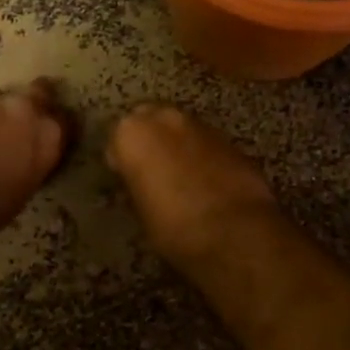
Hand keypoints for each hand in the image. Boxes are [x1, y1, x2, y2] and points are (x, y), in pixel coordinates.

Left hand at [0, 79, 75, 246]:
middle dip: (36, 100)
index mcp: (46, 137)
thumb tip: (23, 160)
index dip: (60, 128)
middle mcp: (21, 110)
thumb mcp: (20, 193)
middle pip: (39, 92)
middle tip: (26, 118)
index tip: (54, 137)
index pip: (67, 122)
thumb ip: (28, 166)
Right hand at [106, 104, 280, 270]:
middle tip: (151, 172)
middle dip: (149, 142)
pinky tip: (207, 182)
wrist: (233, 231)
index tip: (126, 180)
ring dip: (177, 146)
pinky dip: (203, 156)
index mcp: (132, 133)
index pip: (116, 140)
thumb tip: (141, 184)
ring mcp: (201, 125)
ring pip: (181, 130)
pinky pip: (206, 143)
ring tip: (181, 178)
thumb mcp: (140, 211)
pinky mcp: (230, 140)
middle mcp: (165, 119)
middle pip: (149, 122)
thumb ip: (137, 186)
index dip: (121, 162)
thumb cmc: (173, 226)